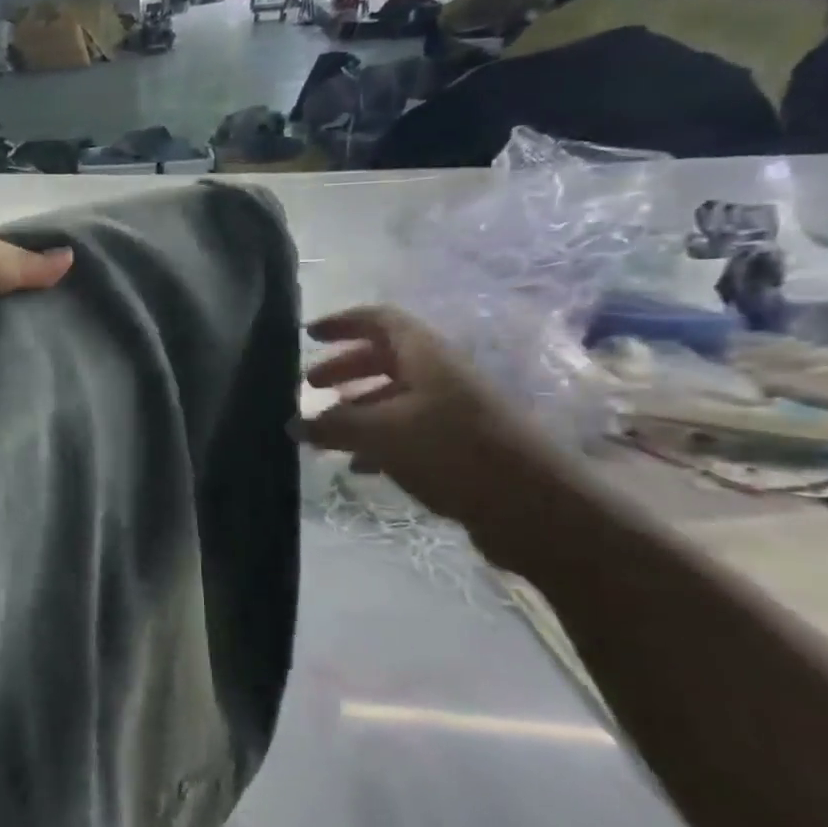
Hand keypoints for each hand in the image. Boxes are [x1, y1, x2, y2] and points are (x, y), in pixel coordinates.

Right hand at [299, 305, 574, 552]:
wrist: (533, 506)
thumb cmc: (451, 450)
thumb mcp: (382, 433)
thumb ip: (334, 425)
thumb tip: (294, 424)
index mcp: (425, 355)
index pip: (379, 320)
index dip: (342, 322)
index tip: (308, 335)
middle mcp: (441, 374)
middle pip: (384, 358)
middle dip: (345, 369)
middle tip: (310, 386)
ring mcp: (454, 410)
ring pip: (395, 397)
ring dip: (358, 409)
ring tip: (326, 432)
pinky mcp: (460, 445)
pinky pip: (409, 431)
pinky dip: (378, 441)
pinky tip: (358, 466)